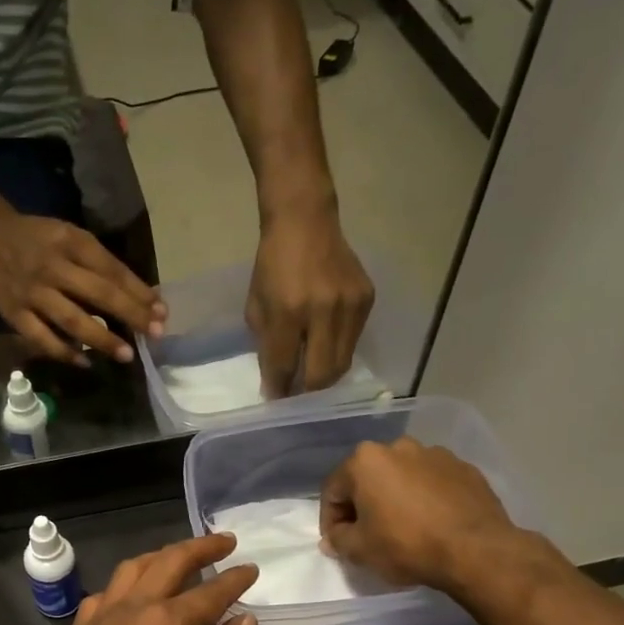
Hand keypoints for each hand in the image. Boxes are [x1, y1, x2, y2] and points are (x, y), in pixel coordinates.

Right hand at [0, 213, 164, 366]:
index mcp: (72, 243)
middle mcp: (54, 267)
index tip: (161, 312)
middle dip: (130, 315)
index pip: (112, 270)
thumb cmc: (41, 240)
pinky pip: (42, 338)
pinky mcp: (15, 314)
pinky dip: (64, 352)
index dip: (139, 292)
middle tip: (155, 334)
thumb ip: (101, 264)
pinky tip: (85, 361)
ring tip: (126, 355)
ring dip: (102, 339)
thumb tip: (141, 296)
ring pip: (72, 320)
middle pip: (98, 295)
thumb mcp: (71, 238)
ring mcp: (33, 293)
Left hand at [48, 535, 259, 624]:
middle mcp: (131, 607)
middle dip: (200, 547)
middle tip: (224, 541)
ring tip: (179, 557)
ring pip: (131, 569)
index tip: (252, 569)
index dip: (235, 579)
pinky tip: (131, 596)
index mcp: (166, 622)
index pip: (210, 591)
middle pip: (168, 562)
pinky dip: (124, 586)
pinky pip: (103, 594)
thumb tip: (244, 620)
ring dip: (159, 557)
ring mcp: (99, 617)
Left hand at [246, 207, 373, 395]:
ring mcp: (350, 305)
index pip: (285, 366)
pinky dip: (338, 352)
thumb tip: (276, 382)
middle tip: (297, 397)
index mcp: (288, 311)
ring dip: (325, 377)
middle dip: (307, 393)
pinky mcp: (367, 299)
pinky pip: (353, 342)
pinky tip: (326, 348)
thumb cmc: (273, 265)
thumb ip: (267, 345)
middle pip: (322, 374)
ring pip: (342, 363)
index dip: (280, 390)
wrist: (305, 222)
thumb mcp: (256, 307)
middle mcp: (323, 310)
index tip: (276, 403)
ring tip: (311, 379)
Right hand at [319, 438, 519, 592]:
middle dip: (363, 505)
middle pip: (368, 479)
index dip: (330, 521)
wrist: (477, 550)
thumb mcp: (359, 549)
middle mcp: (398, 447)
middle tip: (368, 535)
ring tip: (403, 529)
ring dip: (395, 499)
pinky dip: (425, 499)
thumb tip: (333, 538)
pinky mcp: (465, 468)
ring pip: (402, 478)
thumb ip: (338, 540)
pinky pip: (432, 483)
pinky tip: (432, 524)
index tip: (338, 543)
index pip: (333, 491)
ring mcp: (435, 455)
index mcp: (366, 460)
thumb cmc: (406, 545)